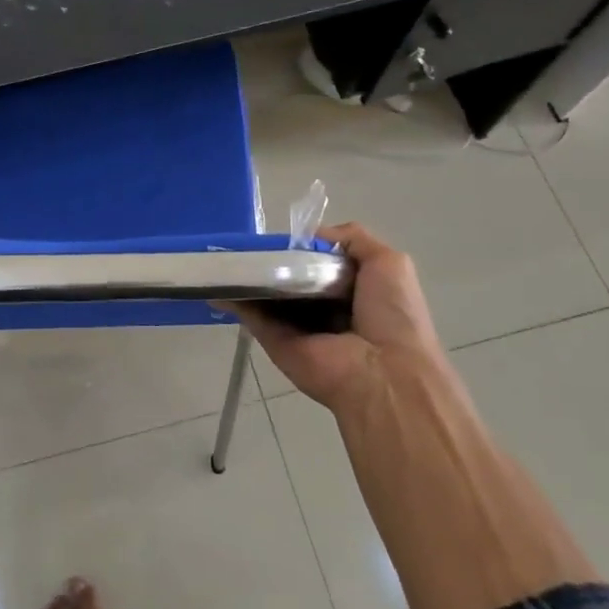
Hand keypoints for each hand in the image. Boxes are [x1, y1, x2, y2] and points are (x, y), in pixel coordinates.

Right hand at [235, 223, 446, 412]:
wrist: (383, 373)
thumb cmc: (392, 315)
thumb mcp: (389, 263)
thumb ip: (354, 239)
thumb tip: (311, 235)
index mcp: (352, 291)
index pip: (319, 262)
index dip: (302, 247)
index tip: (283, 236)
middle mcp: (323, 309)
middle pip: (289, 277)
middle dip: (271, 259)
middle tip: (249, 241)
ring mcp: (296, 326)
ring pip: (266, 293)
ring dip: (246, 275)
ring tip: (224, 253)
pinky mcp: (274, 340)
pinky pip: (251, 314)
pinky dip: (232, 296)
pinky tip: (217, 277)